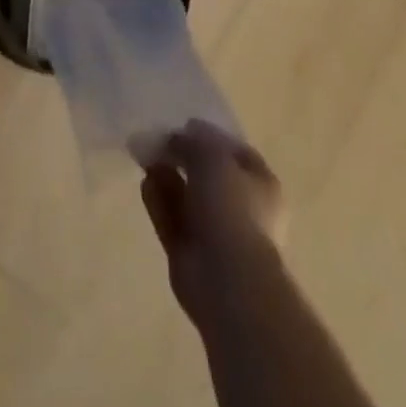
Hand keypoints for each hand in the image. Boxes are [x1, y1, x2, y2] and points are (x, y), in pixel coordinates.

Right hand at [140, 120, 287, 328]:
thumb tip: (178, 136)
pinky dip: (159, 201)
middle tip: (158, 142)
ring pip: (187, 198)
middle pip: (207, 175)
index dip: (209, 136)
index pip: (234, 152)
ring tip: (146, 158)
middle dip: (182, 158)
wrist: (227, 280)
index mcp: (261, 184)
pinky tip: (144, 184)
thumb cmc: (232, 207)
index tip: (183, 126)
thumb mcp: (212, 156)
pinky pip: (172, 220)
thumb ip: (192, 141)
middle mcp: (242, 208)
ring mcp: (216, 234)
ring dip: (167, 177)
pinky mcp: (191, 254)